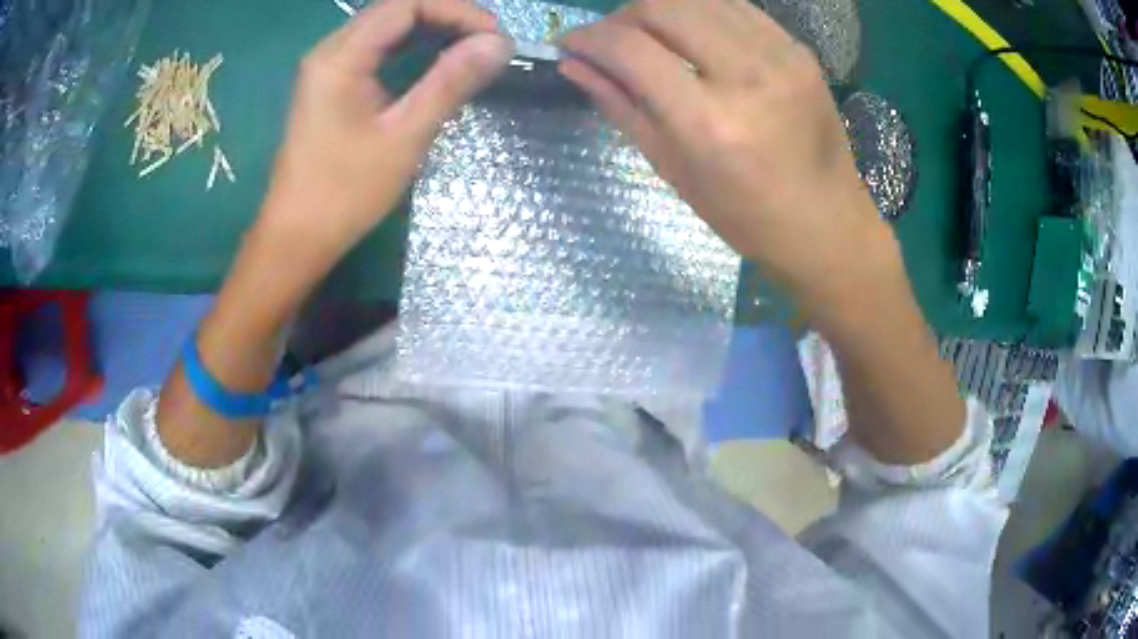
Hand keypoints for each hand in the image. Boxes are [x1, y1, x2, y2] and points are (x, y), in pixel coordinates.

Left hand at [259, 0, 513, 259]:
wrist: (296, 237)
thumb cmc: (344, 193)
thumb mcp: (404, 137)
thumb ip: (450, 82)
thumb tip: (499, 44)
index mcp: (340, 57)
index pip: (406, 5)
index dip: (457, 11)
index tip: (495, 37)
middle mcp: (329, 51)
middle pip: (395, 10)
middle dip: (447, 17)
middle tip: (489, 43)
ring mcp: (327, 68)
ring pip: (386, 28)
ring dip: (431, 30)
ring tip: (472, 49)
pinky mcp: (330, 86)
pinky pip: (375, 50)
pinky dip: (410, 48)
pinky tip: (436, 61)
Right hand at [559, 0, 891, 302]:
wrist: (828, 223)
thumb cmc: (747, 216)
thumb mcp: (674, 170)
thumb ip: (622, 106)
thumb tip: (574, 64)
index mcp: (710, 121)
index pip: (630, 49)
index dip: (588, 38)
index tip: (569, 43)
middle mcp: (746, 74)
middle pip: (661, 7)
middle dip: (620, 18)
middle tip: (610, 41)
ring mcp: (780, 55)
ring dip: (659, 10)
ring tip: (648, 36)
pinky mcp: (798, 49)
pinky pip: (734, 7)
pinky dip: (699, 11)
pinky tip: (691, 34)